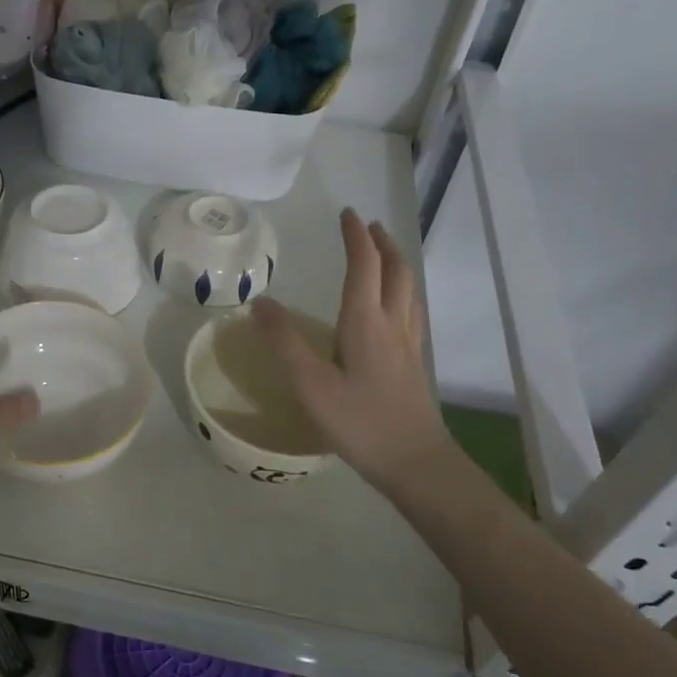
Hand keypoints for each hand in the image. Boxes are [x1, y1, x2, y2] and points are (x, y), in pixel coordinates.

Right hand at [251, 210, 450, 498]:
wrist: (417, 463)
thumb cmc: (360, 422)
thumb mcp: (311, 384)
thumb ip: (284, 342)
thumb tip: (260, 302)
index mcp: (367, 322)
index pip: (364, 265)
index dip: (356, 237)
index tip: (347, 213)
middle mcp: (393, 325)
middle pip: (395, 272)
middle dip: (382, 244)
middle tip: (369, 226)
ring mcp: (409, 345)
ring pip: (408, 291)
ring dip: (396, 264)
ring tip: (384, 256)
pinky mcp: (414, 365)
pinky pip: (411, 312)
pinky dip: (402, 292)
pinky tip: (394, 309)